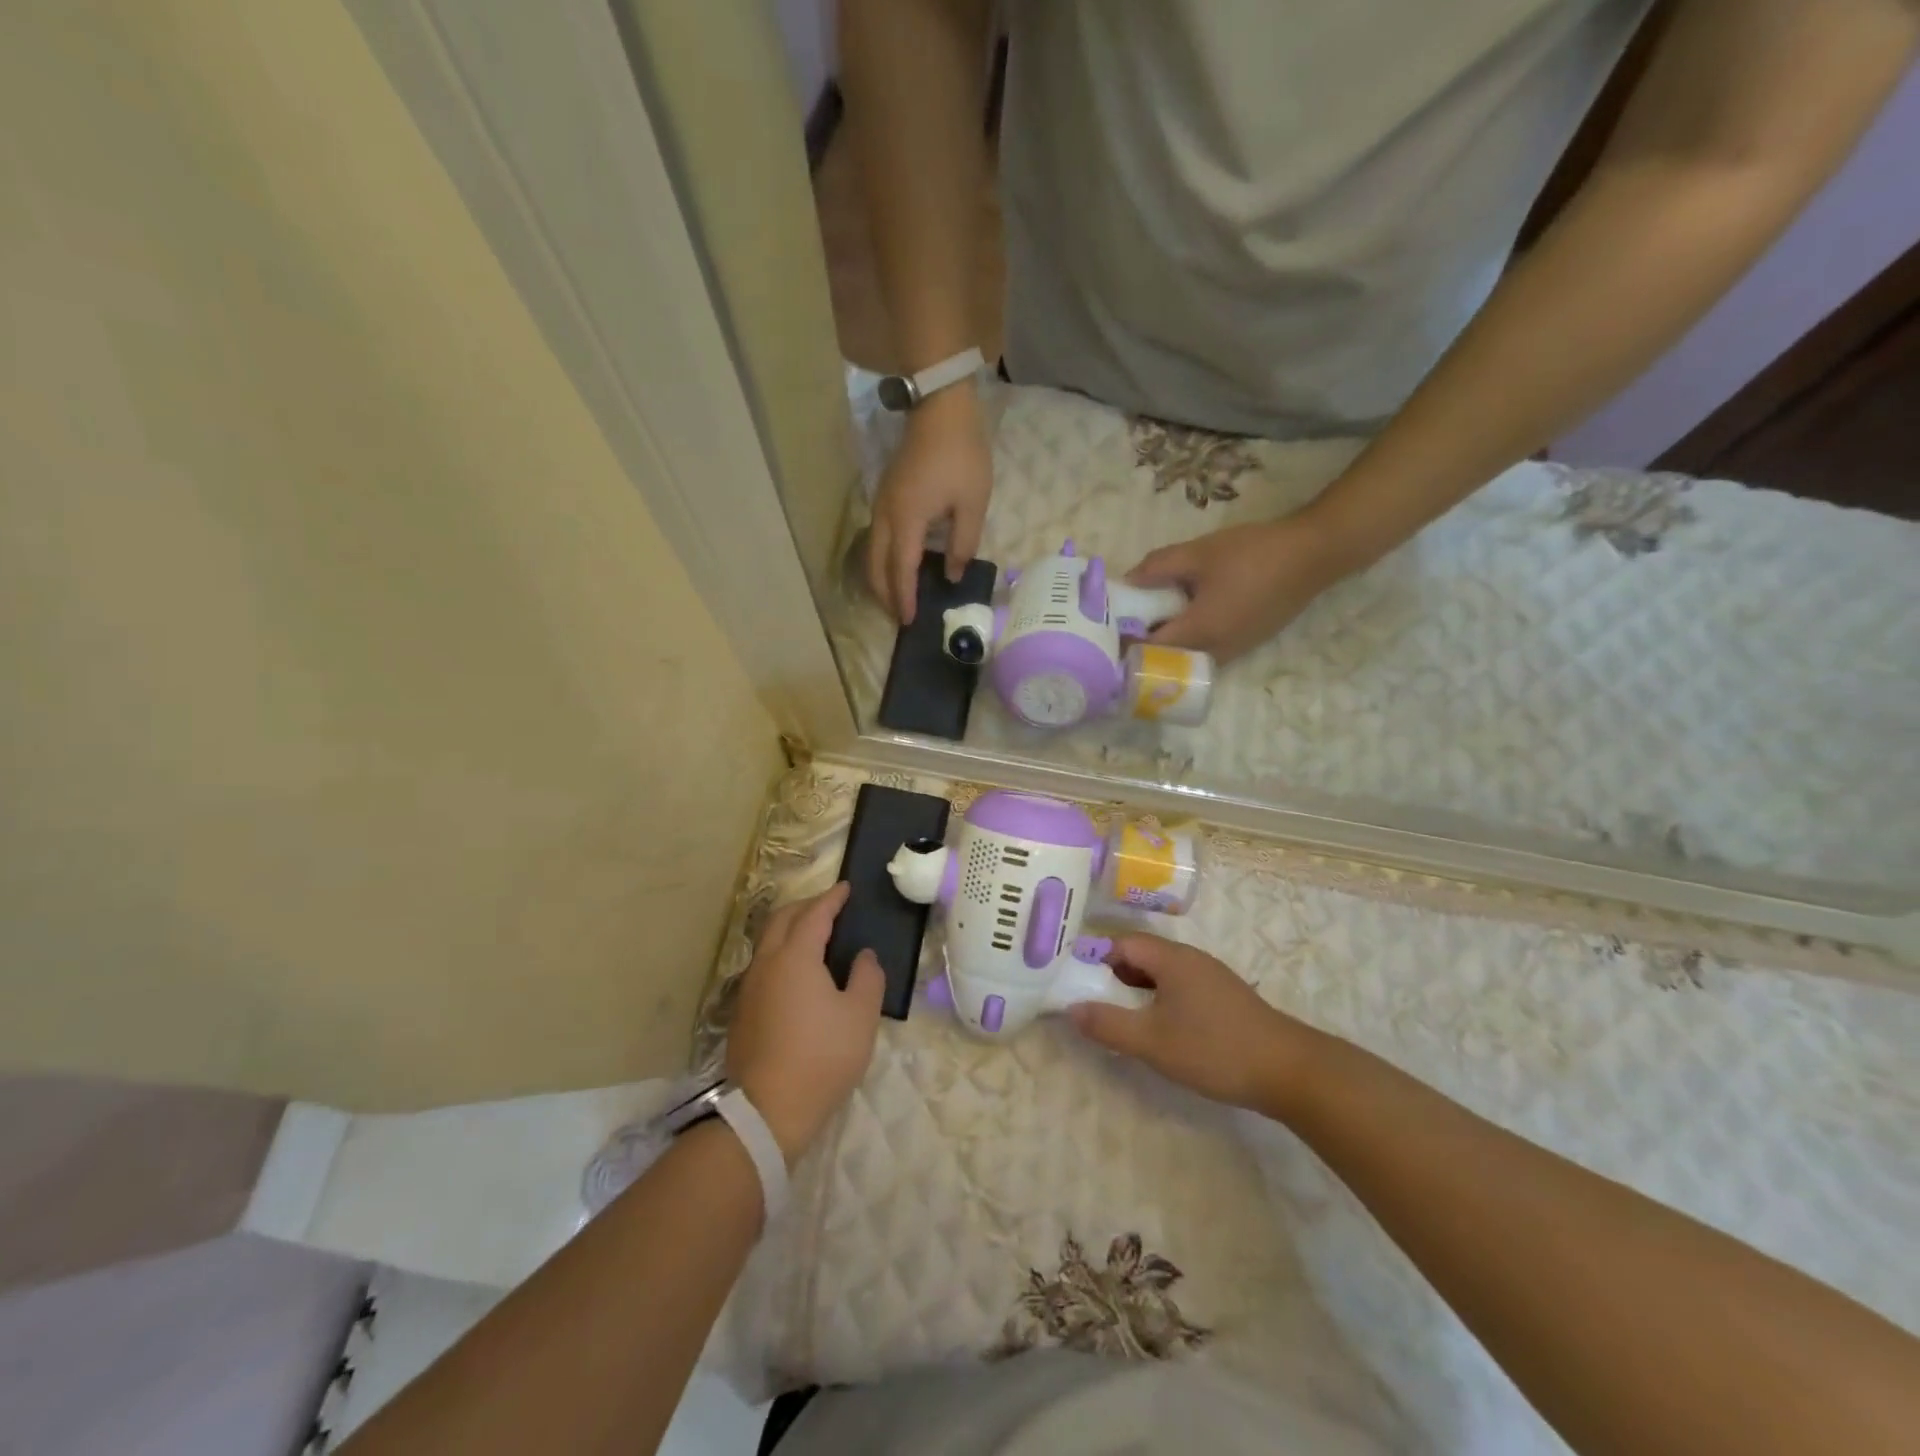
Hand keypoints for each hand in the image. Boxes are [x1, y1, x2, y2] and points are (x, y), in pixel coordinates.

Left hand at [726, 883, 884, 1163]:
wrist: (767, 1111)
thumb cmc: (822, 1057)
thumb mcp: (860, 1016)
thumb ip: (867, 977)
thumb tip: (863, 956)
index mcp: (796, 957)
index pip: (814, 915)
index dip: (832, 898)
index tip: (846, 888)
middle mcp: (766, 964)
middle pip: (782, 920)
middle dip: (806, 906)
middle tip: (830, 906)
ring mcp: (749, 988)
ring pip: (768, 942)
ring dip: (790, 929)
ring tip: (814, 935)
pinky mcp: (742, 1012)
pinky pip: (763, 965)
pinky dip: (782, 953)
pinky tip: (797, 972)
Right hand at [866, 383, 993, 623]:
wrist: (940, 406)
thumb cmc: (961, 454)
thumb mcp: (972, 503)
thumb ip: (963, 544)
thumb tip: (951, 575)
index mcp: (907, 521)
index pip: (901, 570)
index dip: (905, 598)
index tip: (909, 622)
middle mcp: (886, 516)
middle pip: (876, 566)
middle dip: (885, 594)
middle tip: (899, 617)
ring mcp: (881, 504)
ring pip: (871, 552)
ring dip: (880, 579)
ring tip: (896, 597)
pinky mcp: (884, 495)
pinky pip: (876, 538)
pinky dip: (882, 560)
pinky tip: (898, 567)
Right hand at [1068, 933, 1316, 1114]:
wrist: (1290, 1071)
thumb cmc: (1214, 1049)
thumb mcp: (1152, 1041)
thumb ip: (1108, 1024)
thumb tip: (1070, 1009)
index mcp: (1171, 958)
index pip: (1121, 943)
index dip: (1094, 958)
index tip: (1073, 980)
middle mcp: (1190, 959)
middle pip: (1141, 956)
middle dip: (1112, 976)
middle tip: (1091, 1003)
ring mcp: (1210, 978)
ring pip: (1161, 975)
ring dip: (1136, 992)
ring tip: (1119, 1019)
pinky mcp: (1224, 999)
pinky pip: (1178, 989)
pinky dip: (1158, 1002)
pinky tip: (1157, 1030)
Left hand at [1126, 513, 1358, 661]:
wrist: (1315, 554)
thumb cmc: (1254, 553)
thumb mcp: (1199, 553)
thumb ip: (1158, 567)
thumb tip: (1127, 580)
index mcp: (1200, 632)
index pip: (1150, 651)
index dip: (1126, 643)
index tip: (1108, 630)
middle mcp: (1215, 652)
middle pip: (1167, 661)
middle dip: (1144, 648)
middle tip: (1125, 626)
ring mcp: (1235, 651)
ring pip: (1188, 658)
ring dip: (1168, 646)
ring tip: (1150, 621)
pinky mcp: (1247, 644)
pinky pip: (1207, 651)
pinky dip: (1189, 641)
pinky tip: (1183, 617)